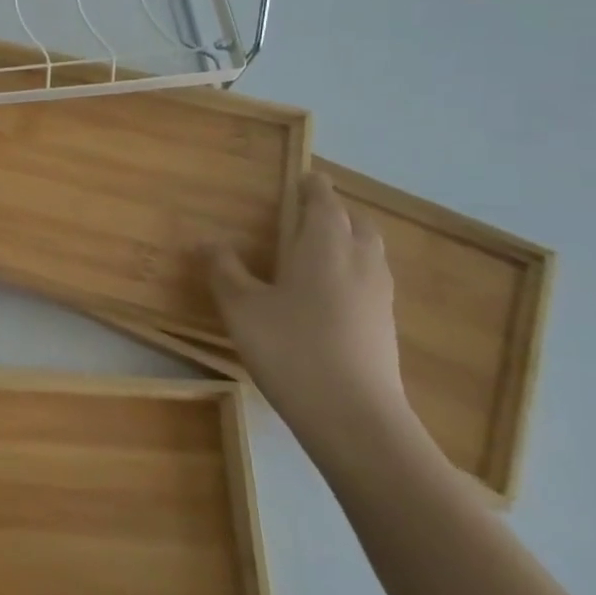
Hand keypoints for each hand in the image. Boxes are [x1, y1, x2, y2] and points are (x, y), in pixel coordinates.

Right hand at [208, 171, 414, 464]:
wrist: (355, 417)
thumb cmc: (291, 348)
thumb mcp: (241, 307)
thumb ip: (224, 270)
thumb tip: (210, 241)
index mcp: (324, 246)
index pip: (324, 202)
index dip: (313, 187)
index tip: (304, 177)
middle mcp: (359, 262)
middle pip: (357, 223)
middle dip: (337, 213)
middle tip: (310, 214)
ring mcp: (379, 296)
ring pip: (369, 253)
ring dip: (349, 241)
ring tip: (319, 251)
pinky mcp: (385, 327)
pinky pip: (371, 281)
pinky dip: (354, 272)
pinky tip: (330, 295)